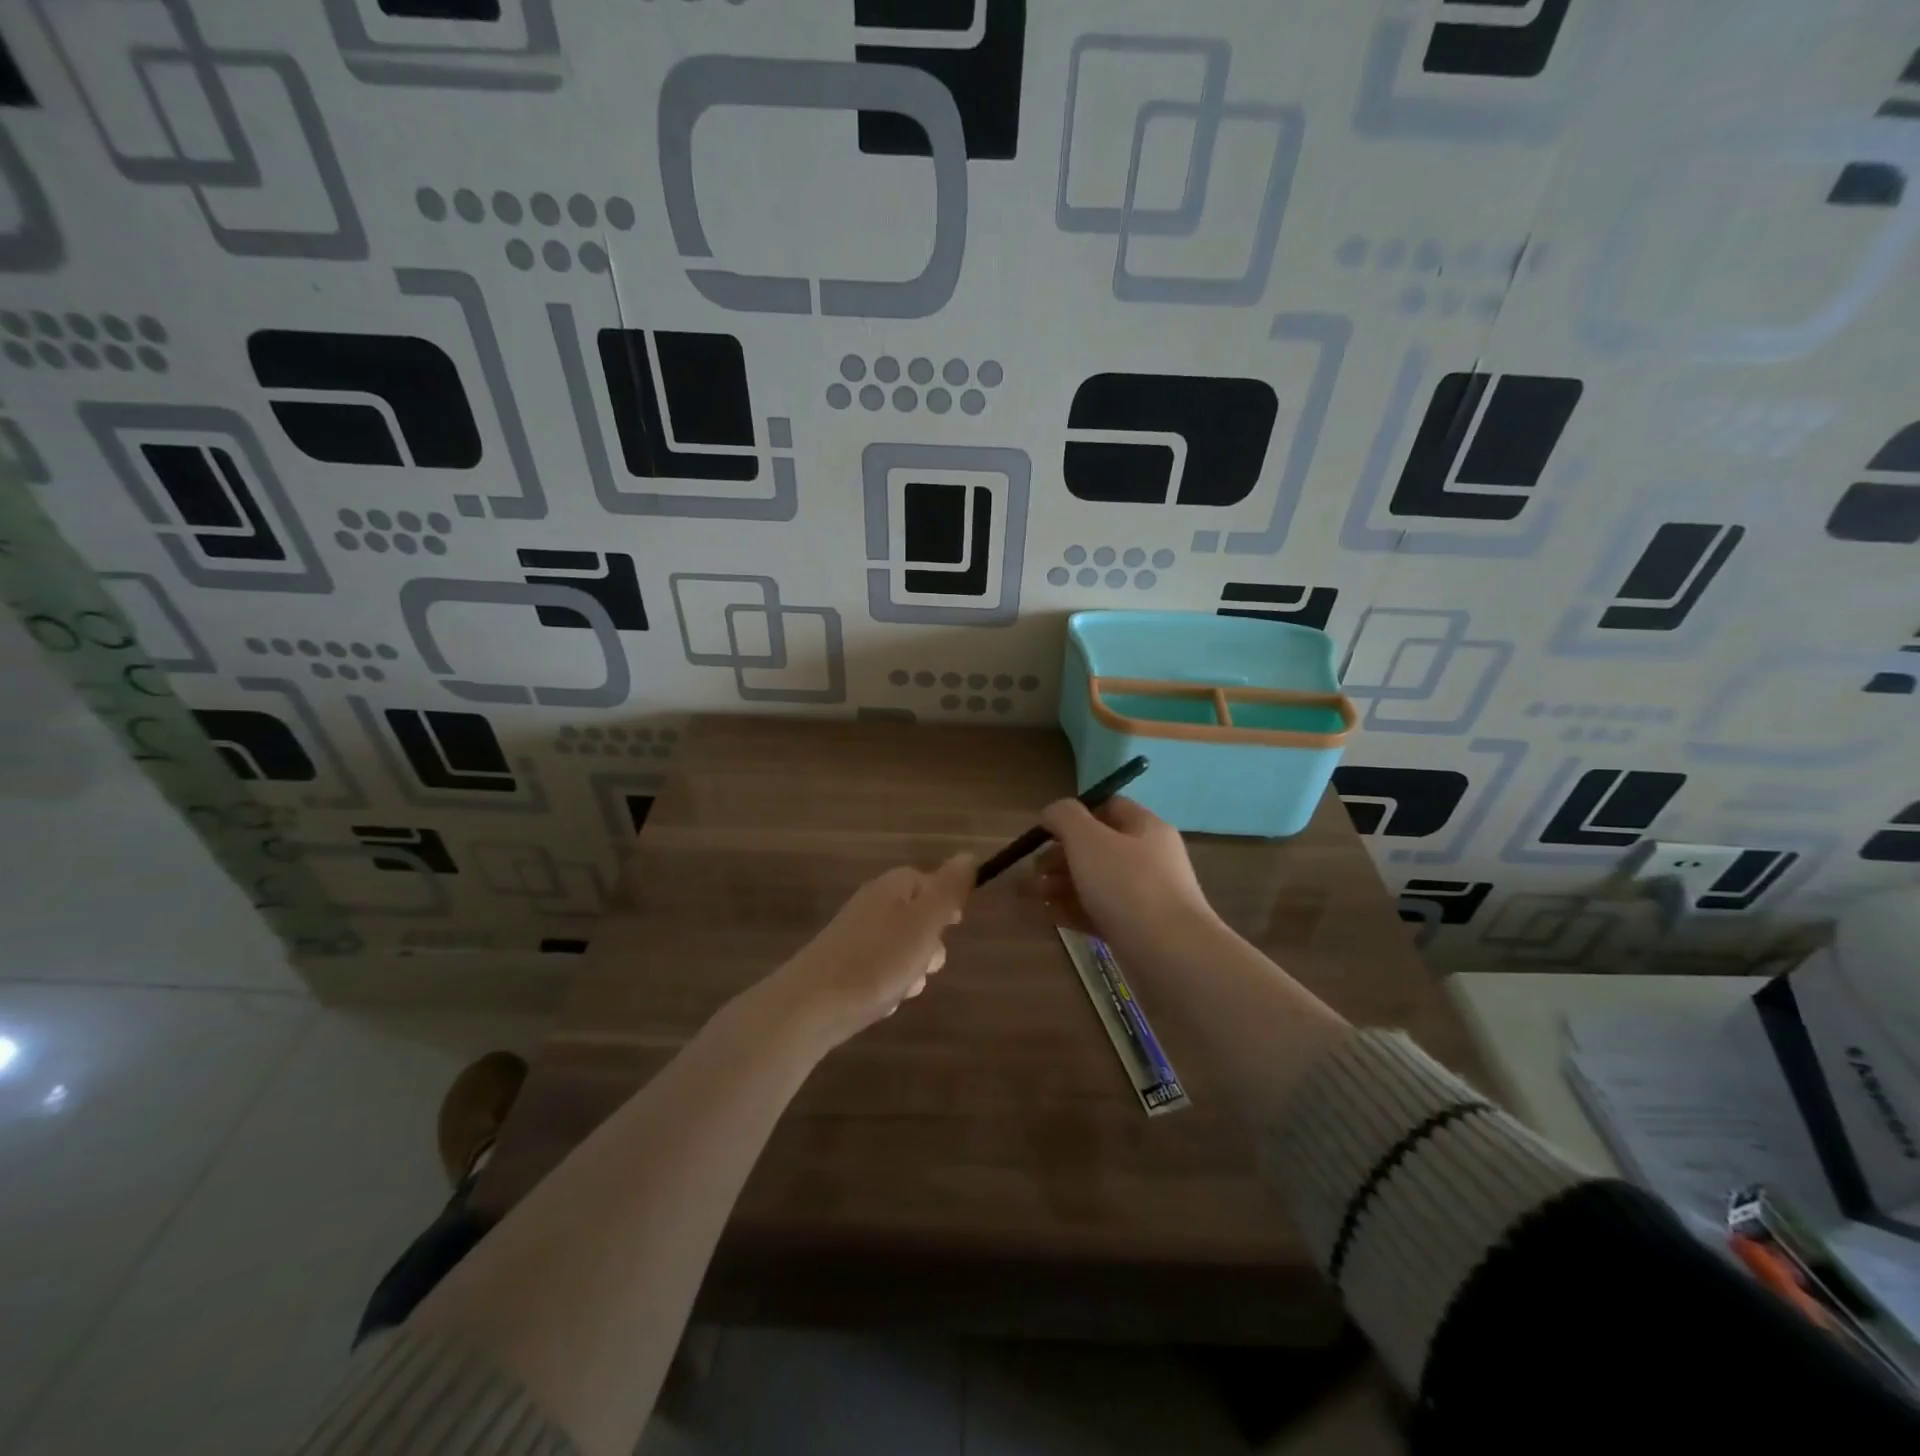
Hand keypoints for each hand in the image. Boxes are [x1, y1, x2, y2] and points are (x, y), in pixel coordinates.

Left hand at [767, 853, 974, 1048]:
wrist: (810, 1006)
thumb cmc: (877, 960)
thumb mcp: (925, 921)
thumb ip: (949, 889)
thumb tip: (968, 854)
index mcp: (893, 887)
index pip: (931, 882)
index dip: (947, 905)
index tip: (954, 927)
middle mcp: (874, 904)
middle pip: (920, 920)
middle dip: (930, 948)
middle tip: (923, 963)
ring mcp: (857, 936)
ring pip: (904, 952)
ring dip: (911, 973)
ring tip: (899, 988)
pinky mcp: (845, 966)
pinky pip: (882, 974)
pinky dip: (887, 988)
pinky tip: (880, 1002)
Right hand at [1027, 797, 1219, 961]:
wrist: (1172, 956)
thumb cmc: (1128, 886)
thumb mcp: (1088, 840)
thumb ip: (1064, 817)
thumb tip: (1052, 813)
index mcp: (1145, 828)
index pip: (1108, 807)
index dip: (1074, 814)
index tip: (1046, 831)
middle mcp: (1148, 858)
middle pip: (1096, 848)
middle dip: (1059, 857)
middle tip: (1032, 871)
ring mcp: (1145, 897)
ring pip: (1094, 883)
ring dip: (1060, 885)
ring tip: (1030, 895)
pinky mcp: (1136, 930)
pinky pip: (1098, 913)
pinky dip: (1072, 911)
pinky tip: (1047, 917)